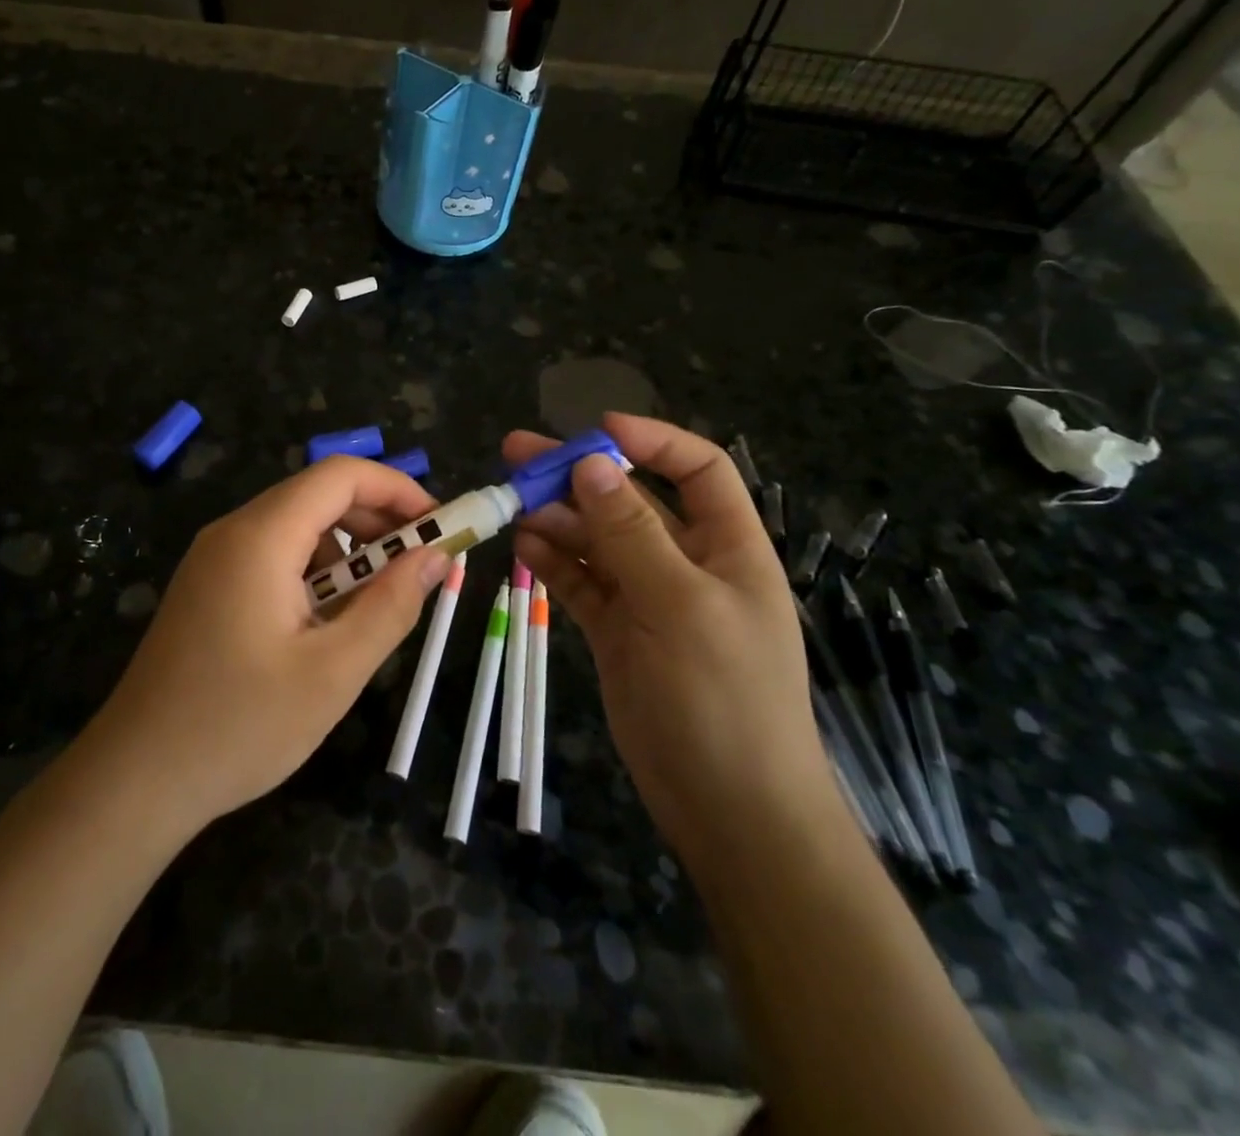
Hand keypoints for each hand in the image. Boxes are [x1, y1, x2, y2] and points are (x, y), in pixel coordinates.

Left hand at [89, 457, 447, 834]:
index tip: (440, 526)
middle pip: (318, 495)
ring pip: (297, 527)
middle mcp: (233, 531)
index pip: (340, 475)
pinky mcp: (208, 586)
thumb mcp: (333, 672)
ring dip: (348, 551)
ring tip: (379, 602)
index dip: (397, 488)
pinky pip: (273, 556)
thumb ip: (391, 606)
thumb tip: (436, 556)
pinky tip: (327, 622)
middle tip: (422, 565)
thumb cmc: (239, 726)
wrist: (135, 778)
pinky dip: (315, 572)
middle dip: (378, 520)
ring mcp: (214, 558)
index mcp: (261, 537)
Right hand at [503, 413, 826, 860]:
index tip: (596, 430)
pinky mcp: (618, 632)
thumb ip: (632, 533)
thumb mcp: (680, 605)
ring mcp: (649, 600)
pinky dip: (554, 561)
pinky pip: (582, 582)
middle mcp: (687, 564)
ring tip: (510, 503)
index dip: (652, 441)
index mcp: (728, 547)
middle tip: (517, 454)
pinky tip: (523, 546)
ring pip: (597, 541)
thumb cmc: (722, 698)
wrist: (729, 810)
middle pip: (631, 501)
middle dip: (579, 476)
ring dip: (557, 518)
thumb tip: (592, 463)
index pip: (698, 471)